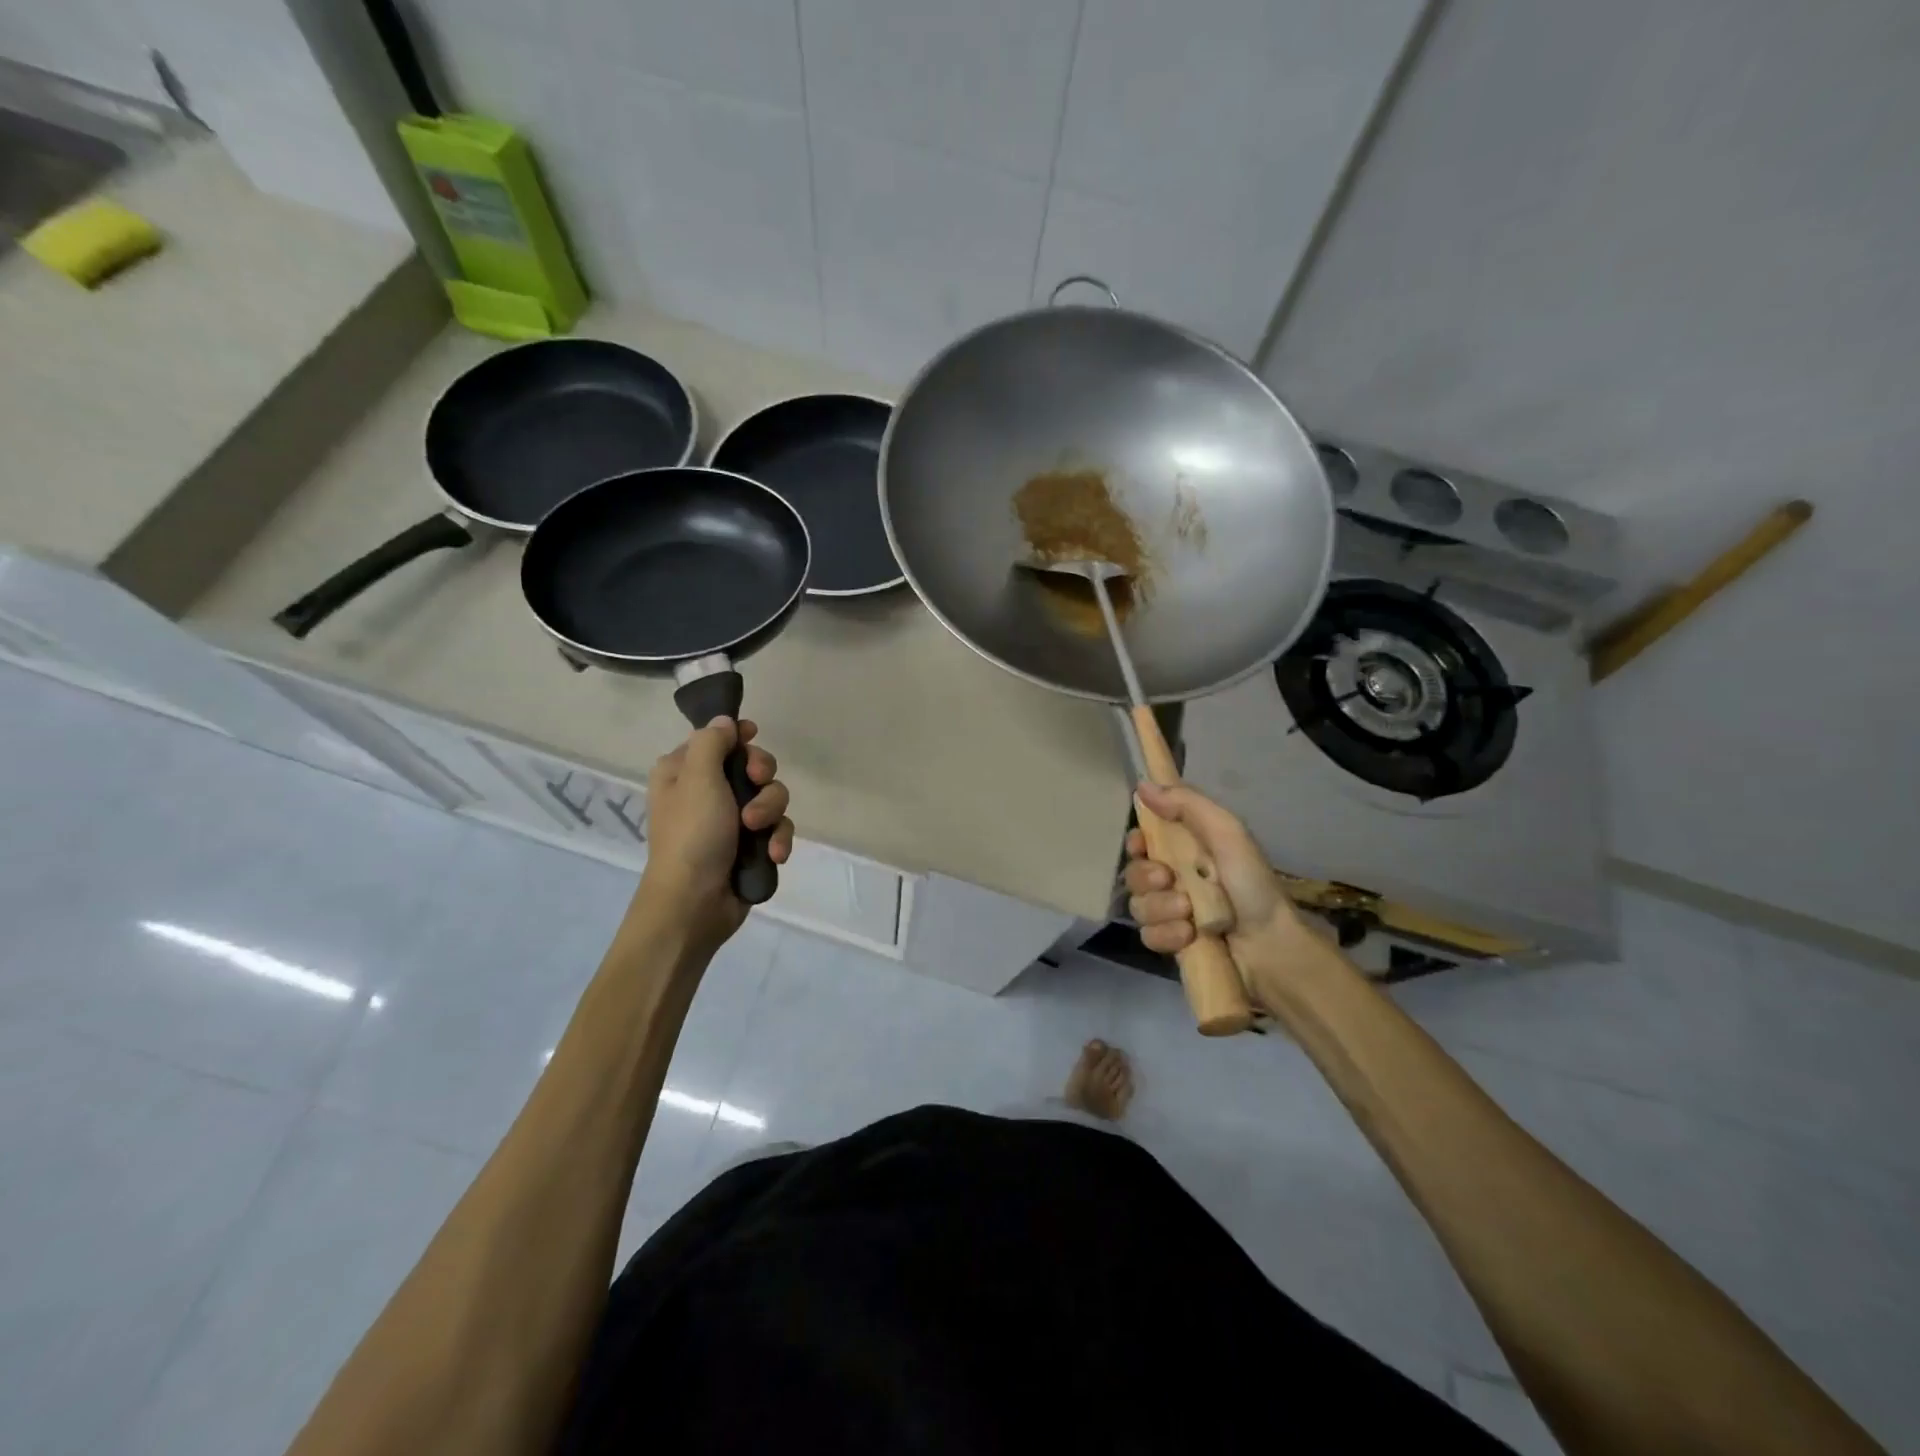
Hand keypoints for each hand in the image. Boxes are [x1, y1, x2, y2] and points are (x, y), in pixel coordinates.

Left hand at [637, 717, 792, 943]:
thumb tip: (726, 722)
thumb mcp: (697, 778)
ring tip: (758, 831)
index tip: (753, 739)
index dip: (739, 738)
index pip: (717, 739)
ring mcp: (730, 822)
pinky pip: (777, 829)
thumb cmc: (691, 834)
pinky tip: (773, 854)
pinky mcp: (750, 847)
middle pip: (753, 766)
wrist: (694, 904)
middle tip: (757, 785)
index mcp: (684, 772)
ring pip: (771, 798)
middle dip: (763, 778)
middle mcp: (706, 793)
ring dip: (771, 812)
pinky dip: (777, 839)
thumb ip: (712, 742)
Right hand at [1123, 781, 1323, 998]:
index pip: (1142, 841)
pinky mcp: (1172, 944)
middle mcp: (1174, 879)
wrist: (1272, 944)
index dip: (1136, 843)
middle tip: (1169, 880)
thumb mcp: (1226, 833)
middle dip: (1148, 878)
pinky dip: (1166, 935)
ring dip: (1161, 908)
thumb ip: (1187, 804)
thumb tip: (1142, 784)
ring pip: (1139, 906)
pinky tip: (1189, 936)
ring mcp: (1171, 913)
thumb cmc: (1252, 883)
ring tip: (1189, 914)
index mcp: (1186, 850)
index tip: (1142, 845)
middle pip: (1134, 874)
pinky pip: (1148, 936)